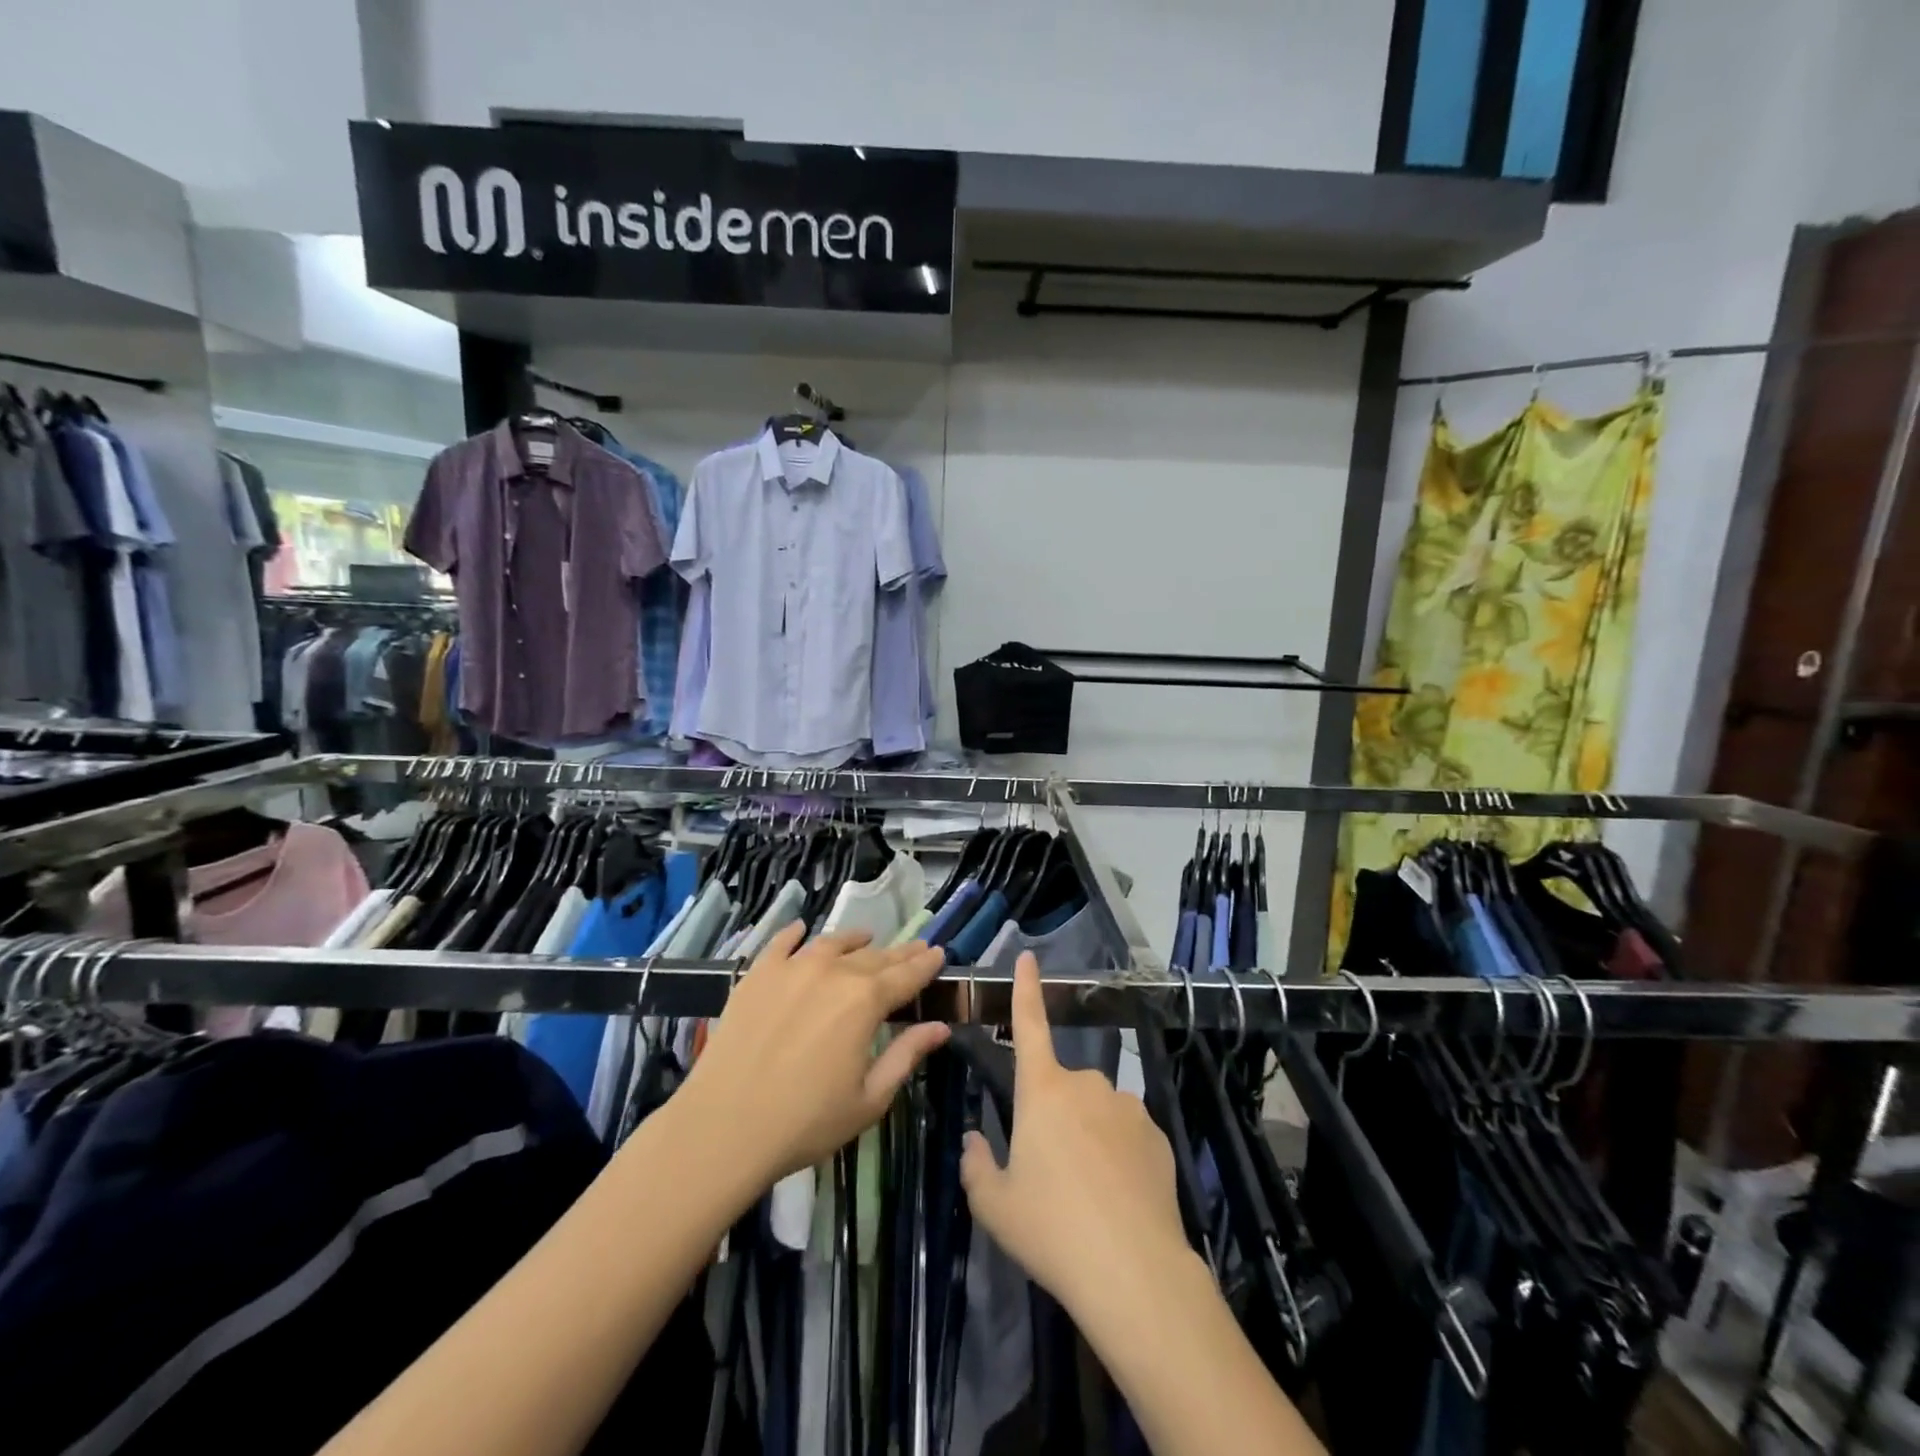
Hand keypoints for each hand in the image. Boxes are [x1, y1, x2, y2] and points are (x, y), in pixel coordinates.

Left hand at [678, 923, 948, 1183]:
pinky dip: (796, 933)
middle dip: (898, 953)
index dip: (925, 964)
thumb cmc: (805, 1122)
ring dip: (854, 940)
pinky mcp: (757, 975)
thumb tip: (940, 1027)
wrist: (724, 1127)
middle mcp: (833, 972)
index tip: (939, 953)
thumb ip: (906, 1056)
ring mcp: (792, 968)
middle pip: (874, 957)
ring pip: (832, 944)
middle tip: (915, 948)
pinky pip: (782, 943)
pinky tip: (802, 929)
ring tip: (866, 937)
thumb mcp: (869, 1099)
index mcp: (865, 1001)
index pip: (906, 975)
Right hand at [960, 952, 1197, 1316]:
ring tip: (1090, 1195)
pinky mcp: (1158, 1134)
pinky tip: (1122, 1199)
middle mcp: (1086, 1084)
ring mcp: (1128, 1106)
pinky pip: (1129, 1134)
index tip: (1029, 957)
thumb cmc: (1052, 1230)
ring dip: (1089, 1136)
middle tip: (1052, 1175)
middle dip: (1055, 1117)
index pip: (1029, 1026)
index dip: (1027, 989)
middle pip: (1061, 1089)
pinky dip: (1120, 1155)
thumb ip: (976, 1166)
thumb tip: (974, 1140)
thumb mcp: (995, 1206)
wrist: (1134, 1271)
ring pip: (1098, 1112)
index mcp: (1042, 1090)